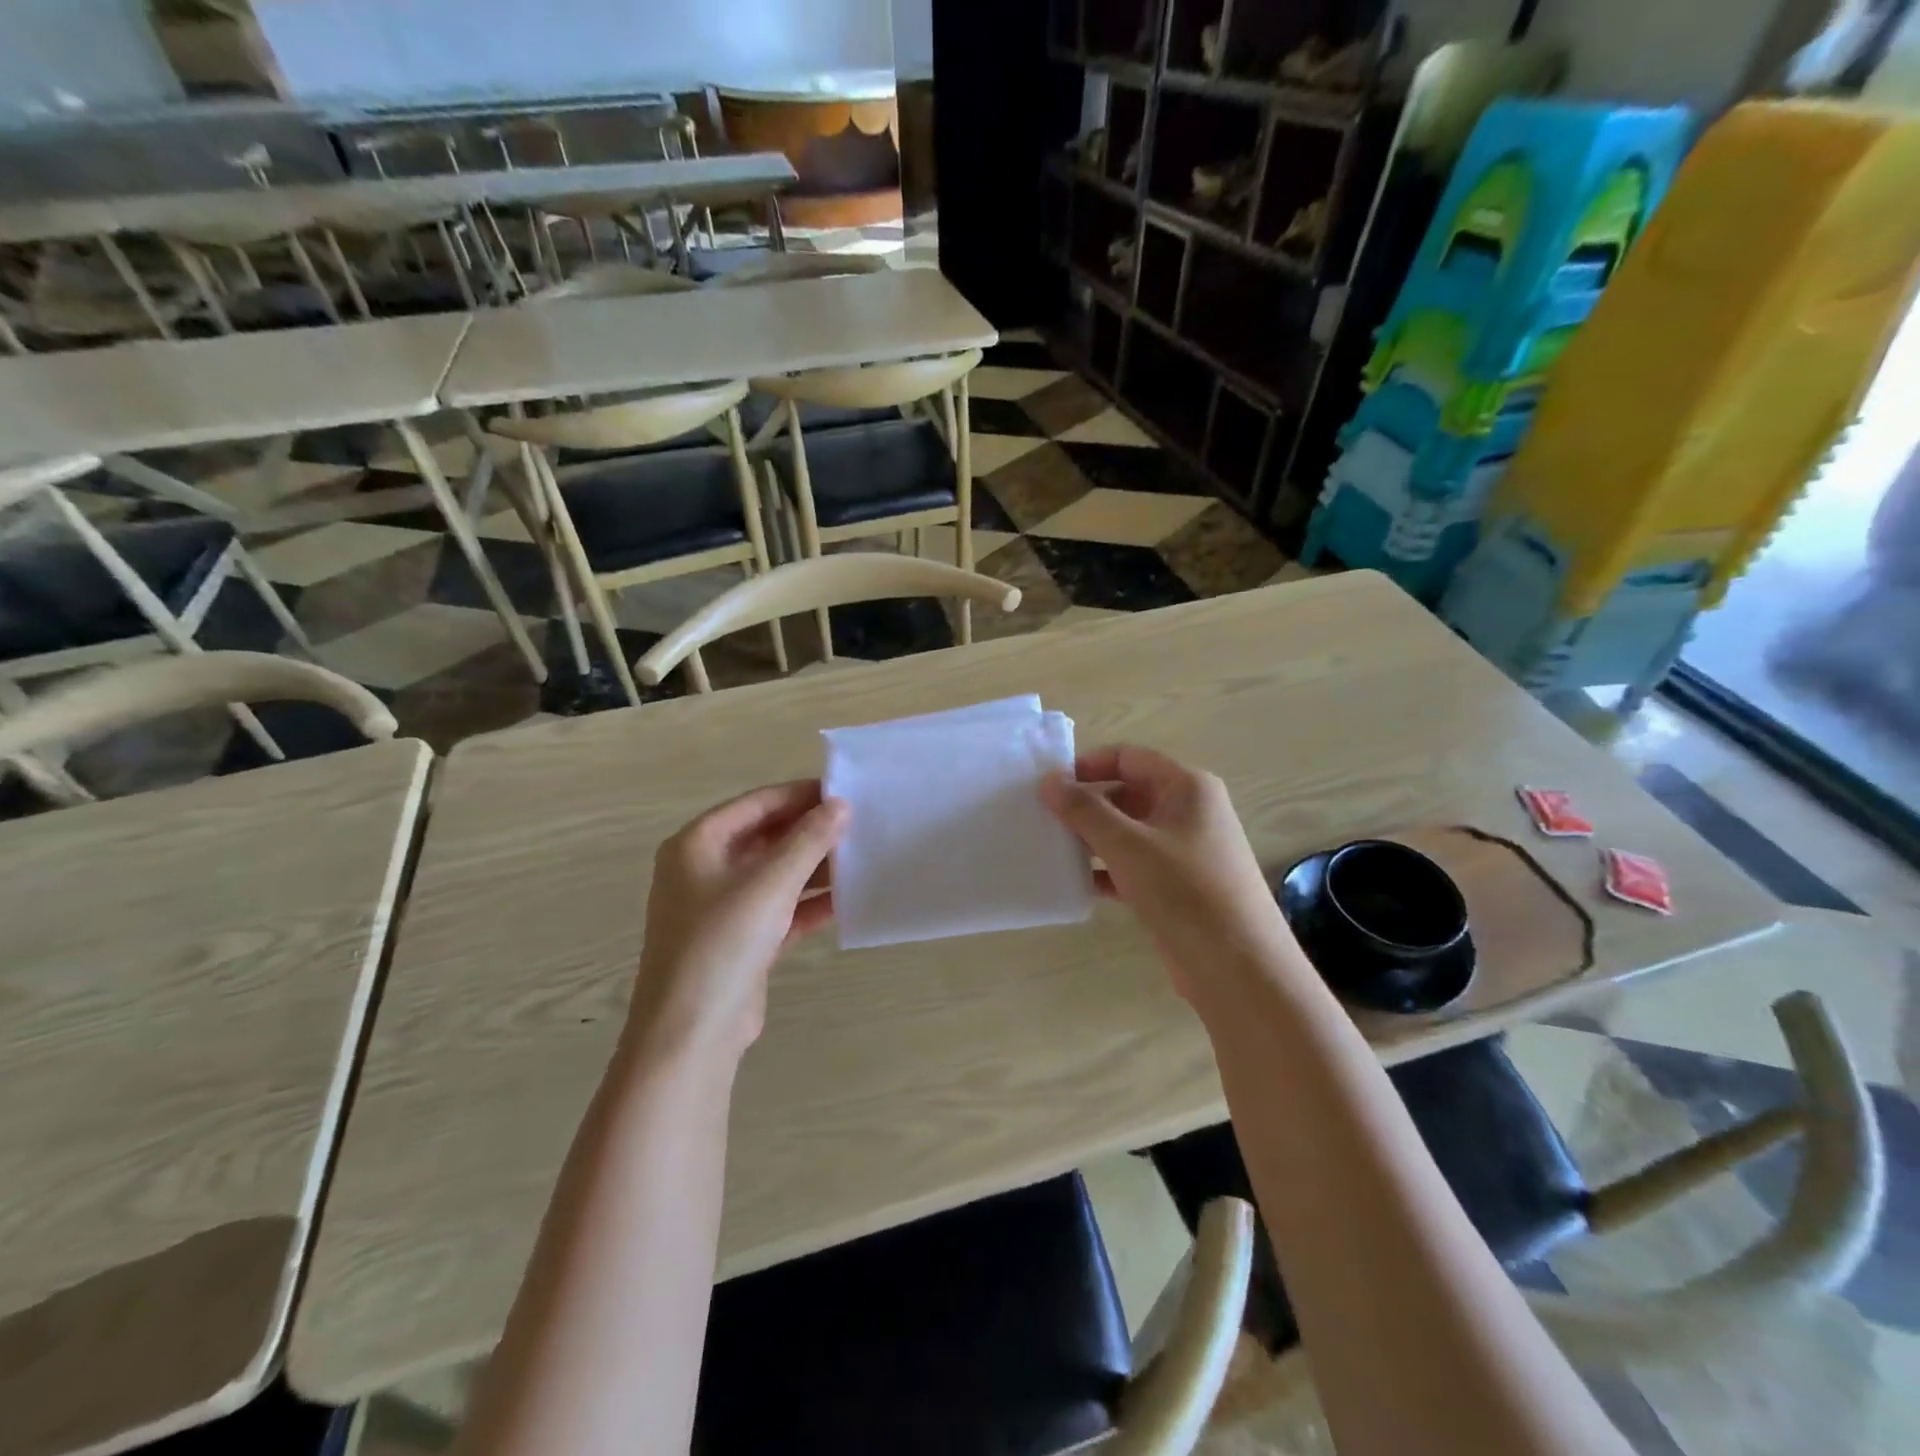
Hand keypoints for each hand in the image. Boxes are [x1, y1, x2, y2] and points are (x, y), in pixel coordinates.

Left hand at [627, 780, 848, 1065]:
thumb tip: (840, 805)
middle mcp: (705, 870)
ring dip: (815, 868)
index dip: (801, 795)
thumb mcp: (769, 884)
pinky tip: (848, 900)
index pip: (757, 804)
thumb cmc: (722, 943)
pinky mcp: (742, 942)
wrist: (691, 1034)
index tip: (845, 792)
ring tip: (862, 858)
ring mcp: (722, 908)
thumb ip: (808, 841)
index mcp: (698, 844)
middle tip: (860, 825)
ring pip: (776, 875)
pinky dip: (810, 904)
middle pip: (767, 838)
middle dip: (811, 832)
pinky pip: (781, 910)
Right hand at [1041, 745, 1302, 1010]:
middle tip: (1043, 818)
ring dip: (1093, 838)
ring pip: (1130, 832)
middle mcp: (1190, 811)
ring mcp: (1186, 851)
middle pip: (1128, 793)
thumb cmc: (1185, 892)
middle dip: (1087, 804)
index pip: (1129, 758)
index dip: (1088, 765)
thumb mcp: (1128, 845)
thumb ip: (1085, 810)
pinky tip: (1077, 883)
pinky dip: (1107, 870)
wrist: (1239, 970)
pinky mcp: (1179, 886)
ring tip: (1052, 848)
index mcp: (1187, 787)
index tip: (1049, 785)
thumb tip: (1049, 781)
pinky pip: (1135, 865)